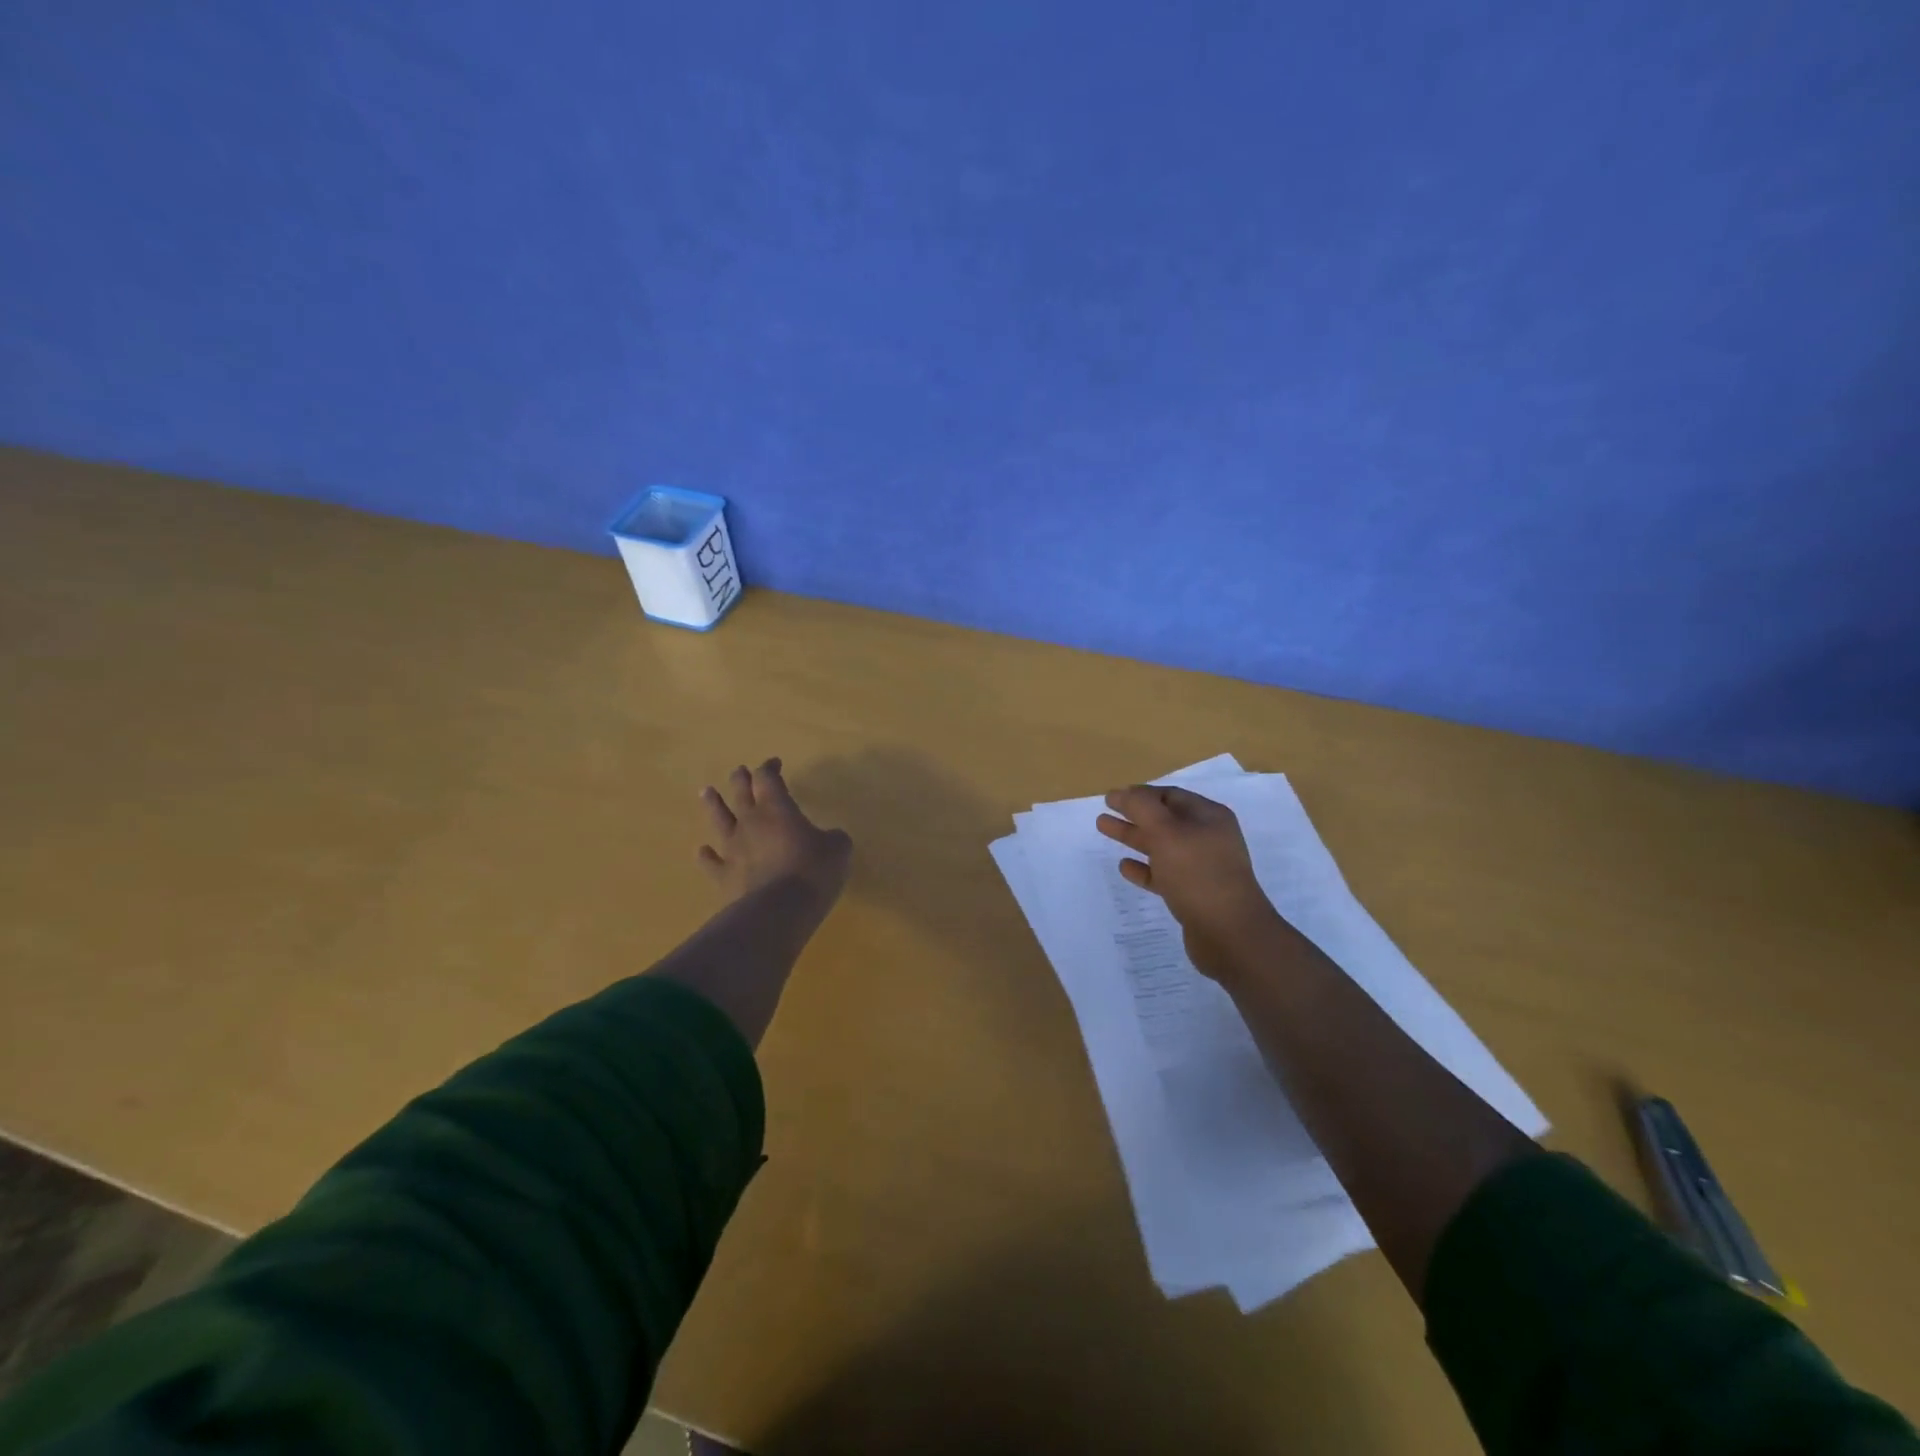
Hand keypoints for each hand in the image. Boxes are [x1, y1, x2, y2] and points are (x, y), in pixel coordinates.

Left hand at [699, 759, 852, 906]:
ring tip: (706, 792)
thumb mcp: (838, 849)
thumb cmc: (813, 871)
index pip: (768, 778)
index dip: (770, 768)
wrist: (778, 911)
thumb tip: (830, 838)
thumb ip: (833, 838)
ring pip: (718, 820)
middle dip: (741, 779)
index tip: (775, 763)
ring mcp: (733, 849)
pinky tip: (702, 851)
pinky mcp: (724, 876)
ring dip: (713, 805)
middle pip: (740, 792)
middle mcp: (750, 822)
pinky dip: (706, 855)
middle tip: (740, 771)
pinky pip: (711, 862)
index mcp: (777, 808)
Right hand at [1096, 785, 1284, 979]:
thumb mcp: (1166, 832)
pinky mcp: (1192, 894)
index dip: (1140, 794)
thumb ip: (1141, 808)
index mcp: (1208, 817)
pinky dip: (1143, 868)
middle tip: (1103, 811)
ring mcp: (1201, 868)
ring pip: (1160, 846)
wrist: (1229, 934)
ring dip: (1133, 837)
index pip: (1170, 795)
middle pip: (1163, 820)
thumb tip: (1123, 793)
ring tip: (1104, 829)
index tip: (1112, 797)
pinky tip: (1124, 867)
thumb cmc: (1197, 874)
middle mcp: (1207, 839)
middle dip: (1133, 813)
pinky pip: (1163, 875)